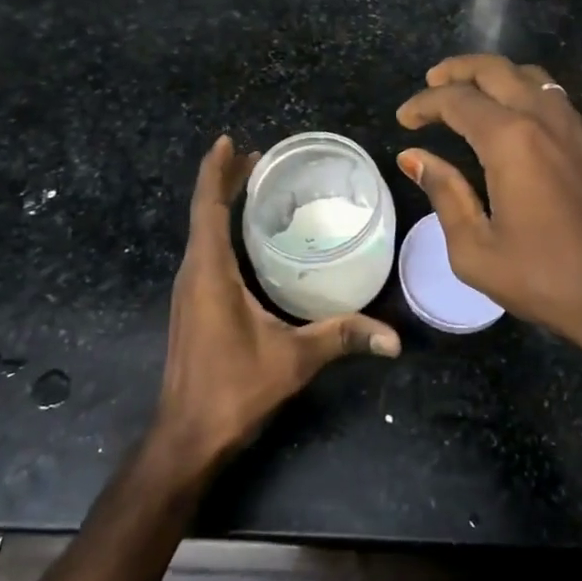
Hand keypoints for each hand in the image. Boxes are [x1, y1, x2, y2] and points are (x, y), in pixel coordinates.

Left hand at [153, 136, 401, 468]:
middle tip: (257, 155)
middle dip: (225, 180)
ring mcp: (188, 291)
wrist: (186, 439)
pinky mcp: (191, 307)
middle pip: (204, 213)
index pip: (208, 208)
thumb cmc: (233, 390)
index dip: (216, 172)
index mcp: (209, 273)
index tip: (230, 141)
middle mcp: (193, 274)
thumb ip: (343, 337)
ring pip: (202, 233)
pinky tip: (245, 236)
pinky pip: (204, 252)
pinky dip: (221, 229)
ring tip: (253, 183)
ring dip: (222, 204)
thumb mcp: (294, 359)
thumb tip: (394, 338)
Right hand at [398, 55, 581, 383]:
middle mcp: (544, 118)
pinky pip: (551, 95)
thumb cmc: (546, 279)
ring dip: (492, 74)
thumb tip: (413, 157)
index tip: (403, 119)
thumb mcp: (476, 250)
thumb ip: (444, 193)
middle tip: (430, 84)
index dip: (424, 104)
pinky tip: (509, 116)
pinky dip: (521, 89)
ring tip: (467, 93)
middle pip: (494, 68)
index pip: (457, 100)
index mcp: (511, 140)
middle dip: (456, 70)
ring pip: (528, 74)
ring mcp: (574, 125)